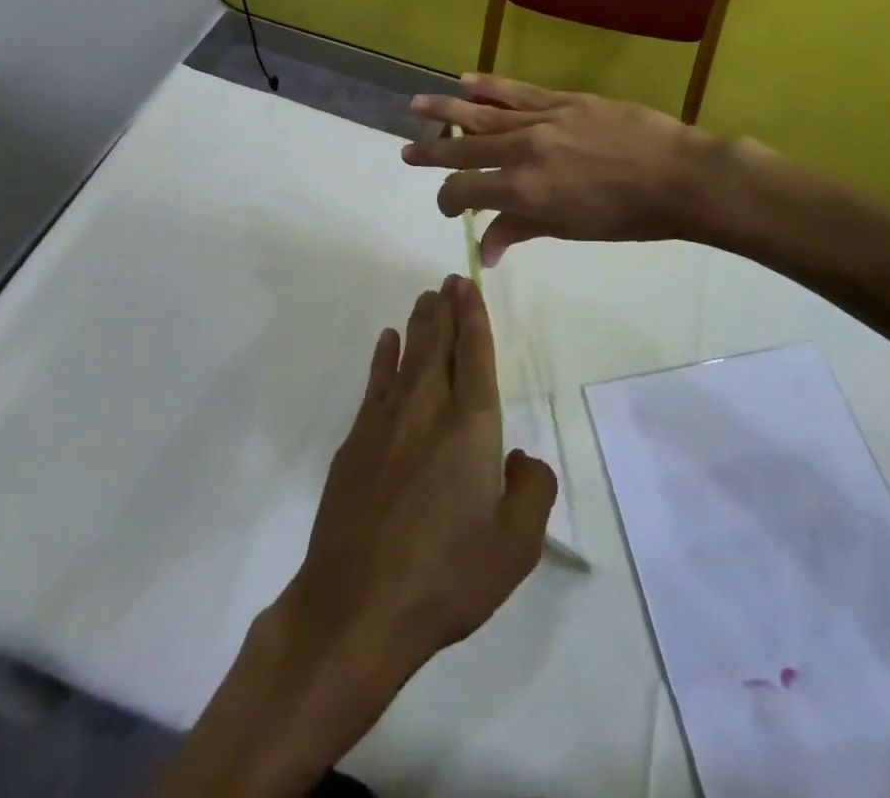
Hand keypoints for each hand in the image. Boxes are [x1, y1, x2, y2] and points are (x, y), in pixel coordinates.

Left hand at [289, 274, 555, 669]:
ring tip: (425, 300)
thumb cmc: (446, 576)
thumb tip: (519, 456)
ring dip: (418, 324)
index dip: (474, 316)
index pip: (475, 354)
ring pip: (407, 356)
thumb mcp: (515, 547)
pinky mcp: (356, 441)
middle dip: (445, 309)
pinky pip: (376, 383)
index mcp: (471, 426)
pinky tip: (387, 342)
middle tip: (446, 282)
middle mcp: (428, 409)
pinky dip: (384, 357)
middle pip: (439, 345)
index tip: (468, 286)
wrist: (357, 606)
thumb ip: (532, 490)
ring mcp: (386, 422)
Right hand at [403, 73, 724, 265]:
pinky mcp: (562, 100)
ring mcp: (541, 120)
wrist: (677, 176)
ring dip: (446, 110)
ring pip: (482, 113)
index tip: (450, 208)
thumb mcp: (570, 229)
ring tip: (416, 105)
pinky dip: (489, 86)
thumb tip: (484, 251)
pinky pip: (517, 91)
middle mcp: (522, 151)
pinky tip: (465, 80)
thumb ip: (521, 230)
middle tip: (405, 151)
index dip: (450, 200)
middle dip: (432, 152)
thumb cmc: (626, 216)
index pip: (467, 191)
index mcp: (523, 190)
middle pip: (464, 149)